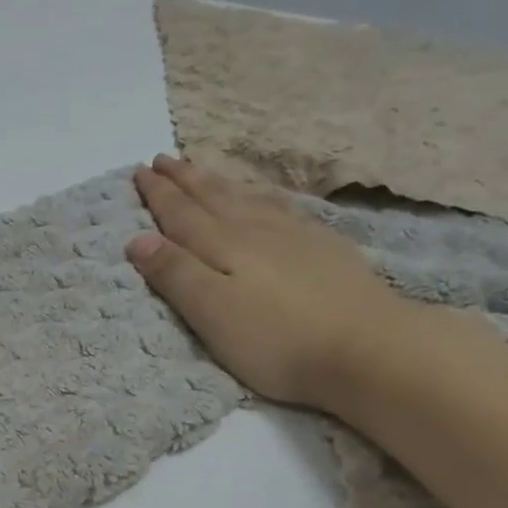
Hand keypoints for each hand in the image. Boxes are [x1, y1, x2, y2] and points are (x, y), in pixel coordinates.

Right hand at [127, 155, 411, 408]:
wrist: (369, 349)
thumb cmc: (277, 340)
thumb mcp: (212, 313)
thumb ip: (175, 273)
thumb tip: (138, 238)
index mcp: (223, 246)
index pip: (181, 213)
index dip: (159, 193)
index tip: (140, 171)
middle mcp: (255, 230)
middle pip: (213, 198)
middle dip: (185, 179)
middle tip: (164, 158)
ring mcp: (295, 235)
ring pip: (246, 198)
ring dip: (219, 183)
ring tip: (202, 169)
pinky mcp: (325, 248)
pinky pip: (281, 208)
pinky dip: (260, 196)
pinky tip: (263, 199)